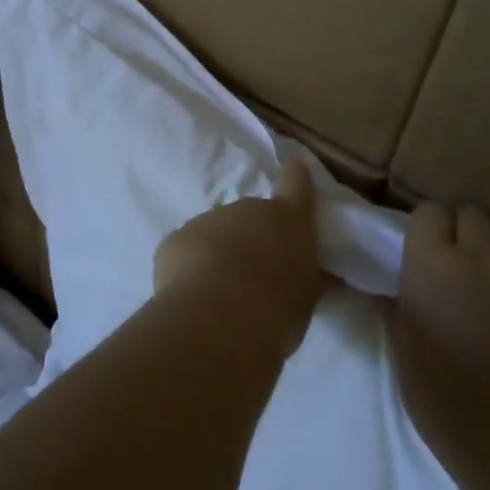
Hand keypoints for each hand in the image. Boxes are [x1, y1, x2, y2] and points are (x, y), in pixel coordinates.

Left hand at [154, 160, 323, 355]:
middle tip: (254, 275)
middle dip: (252, 237)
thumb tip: (312, 275)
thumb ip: (306, 278)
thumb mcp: (305, 297)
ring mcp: (208, 219)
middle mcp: (247, 208)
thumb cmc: (276, 307)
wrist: (217, 317)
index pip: (296, 182)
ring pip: (216, 233)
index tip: (294, 172)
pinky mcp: (176, 238)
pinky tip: (194, 296)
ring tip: (222, 293)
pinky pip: (188, 250)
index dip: (295, 177)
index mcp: (287, 218)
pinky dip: (191, 267)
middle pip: (251, 215)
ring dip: (220, 253)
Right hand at [390, 203, 489, 474]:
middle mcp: (479, 256)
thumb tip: (385, 292)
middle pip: (471, 214)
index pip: (429, 212)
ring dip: (489, 249)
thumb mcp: (402, 349)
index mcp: (433, 262)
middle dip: (458, 229)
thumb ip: (395, 308)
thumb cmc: (443, 392)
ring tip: (479, 282)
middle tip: (447, 263)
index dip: (424, 228)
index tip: (416, 252)